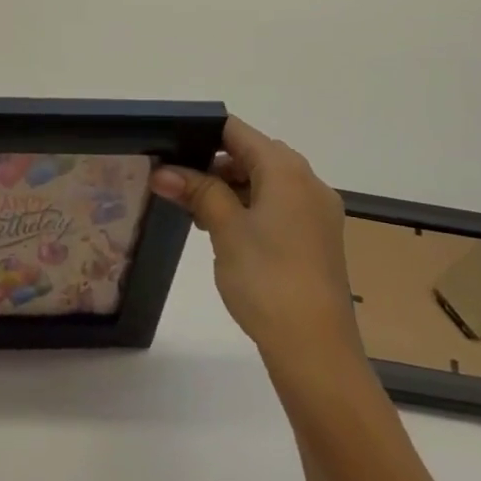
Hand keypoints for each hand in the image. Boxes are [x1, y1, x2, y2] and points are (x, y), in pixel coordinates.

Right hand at [149, 116, 364, 370]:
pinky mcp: (317, 239)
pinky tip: (226, 233)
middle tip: (177, 186)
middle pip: (253, 155)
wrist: (315, 348)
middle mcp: (308, 183)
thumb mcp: (225, 229)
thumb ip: (197, 192)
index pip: (238, 131)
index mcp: (287, 170)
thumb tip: (163, 171)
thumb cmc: (267, 278)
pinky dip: (250, 209)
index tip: (169, 149)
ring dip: (230, 189)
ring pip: (265, 183)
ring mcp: (317, 213)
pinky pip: (278, 207)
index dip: (201, 134)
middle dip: (213, 165)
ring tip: (197, 213)